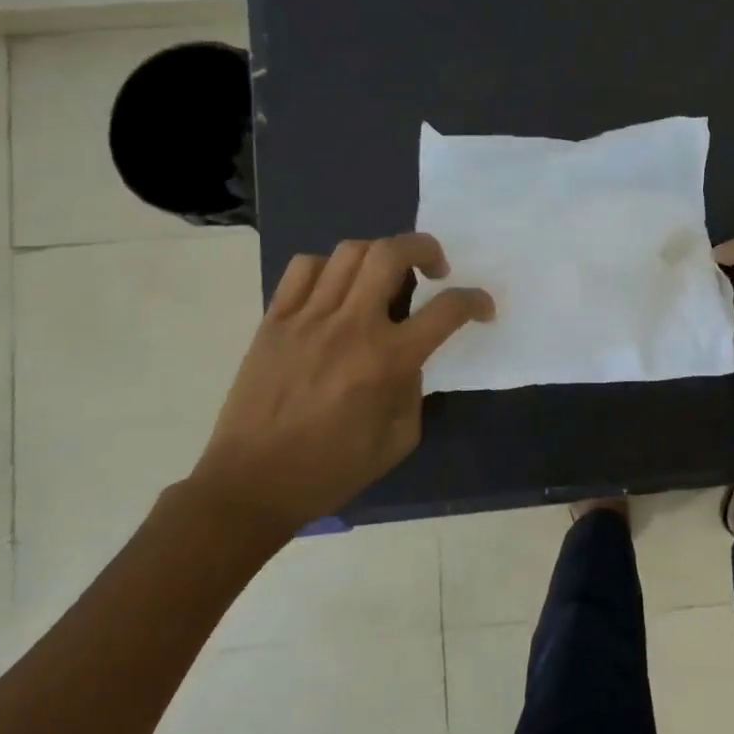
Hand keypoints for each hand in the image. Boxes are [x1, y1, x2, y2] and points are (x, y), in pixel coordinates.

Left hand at [190, 233, 493, 532]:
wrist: (250, 485)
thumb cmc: (331, 470)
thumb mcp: (398, 439)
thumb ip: (414, 389)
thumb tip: (409, 358)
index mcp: (387, 361)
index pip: (447, 310)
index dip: (475, 300)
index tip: (482, 308)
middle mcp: (350, 326)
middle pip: (392, 253)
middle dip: (426, 248)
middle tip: (435, 269)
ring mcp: (307, 317)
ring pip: (350, 252)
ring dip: (381, 255)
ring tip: (385, 277)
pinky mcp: (274, 319)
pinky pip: (304, 268)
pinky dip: (330, 267)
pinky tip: (337, 289)